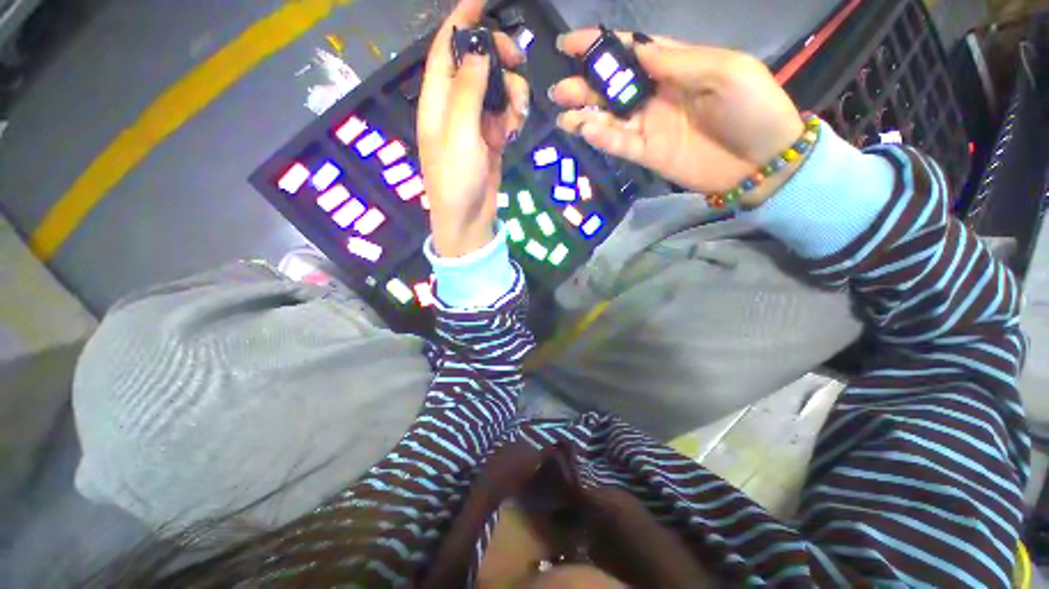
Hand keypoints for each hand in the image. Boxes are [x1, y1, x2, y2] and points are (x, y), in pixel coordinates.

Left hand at [418, 0, 529, 256]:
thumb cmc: (456, 179)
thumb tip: (478, 51)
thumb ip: (467, 89)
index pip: (447, 48)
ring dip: (512, 94)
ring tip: (515, 118)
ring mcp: (474, 123)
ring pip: (497, 88)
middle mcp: (454, 105)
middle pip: (477, 63)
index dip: (462, 21)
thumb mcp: (459, 133)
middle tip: (518, 63)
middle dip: (499, 58)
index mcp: (437, 99)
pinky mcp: (491, 138)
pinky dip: (514, 116)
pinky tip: (514, 132)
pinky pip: (505, 114)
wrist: (468, 218)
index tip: (484, 0)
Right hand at [551, 30, 804, 206]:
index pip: (631, 50)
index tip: (570, 43)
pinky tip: (585, 130)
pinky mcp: (647, 153)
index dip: (601, 46)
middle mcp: (656, 94)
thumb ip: (676, 61)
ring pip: (610, 118)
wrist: (760, 161)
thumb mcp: (723, 69)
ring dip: (585, 115)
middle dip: (585, 84)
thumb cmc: (751, 107)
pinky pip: (620, 143)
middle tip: (558, 88)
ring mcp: (650, 126)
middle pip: (613, 87)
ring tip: (563, 113)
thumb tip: (636, 49)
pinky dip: (602, 137)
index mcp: (676, 66)